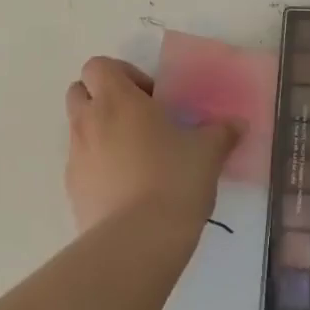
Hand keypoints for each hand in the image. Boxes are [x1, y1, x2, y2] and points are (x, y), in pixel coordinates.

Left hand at [65, 56, 239, 236]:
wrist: (137, 243)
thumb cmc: (173, 179)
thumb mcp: (208, 152)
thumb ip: (221, 132)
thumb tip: (237, 124)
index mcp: (117, 99)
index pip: (98, 65)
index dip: (122, 74)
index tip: (151, 97)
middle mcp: (89, 122)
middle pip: (79, 91)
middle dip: (103, 99)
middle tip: (139, 120)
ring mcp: (75, 158)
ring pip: (78, 129)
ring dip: (100, 132)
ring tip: (136, 157)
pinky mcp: (72, 192)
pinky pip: (81, 166)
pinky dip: (98, 167)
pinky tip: (128, 188)